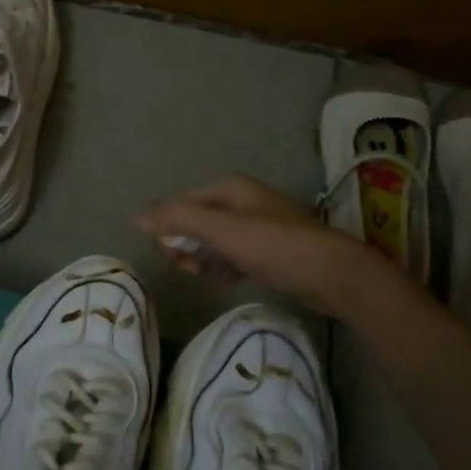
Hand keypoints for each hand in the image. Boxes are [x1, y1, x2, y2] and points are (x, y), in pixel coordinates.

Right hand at [138, 174, 407, 315]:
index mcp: (229, 188)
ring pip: (211, 241)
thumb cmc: (275, 248)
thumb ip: (178, 219)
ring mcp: (256, 225)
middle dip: (187, 246)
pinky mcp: (267, 249)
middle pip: (194, 222)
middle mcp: (241, 200)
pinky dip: (224, 267)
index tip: (175, 257)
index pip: (180, 204)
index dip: (170, 229)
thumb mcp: (222, 231)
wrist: (334, 275)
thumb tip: (136, 216)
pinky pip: (230, 255)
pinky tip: (229, 280)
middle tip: (195, 269)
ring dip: (204, 259)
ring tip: (214, 276)